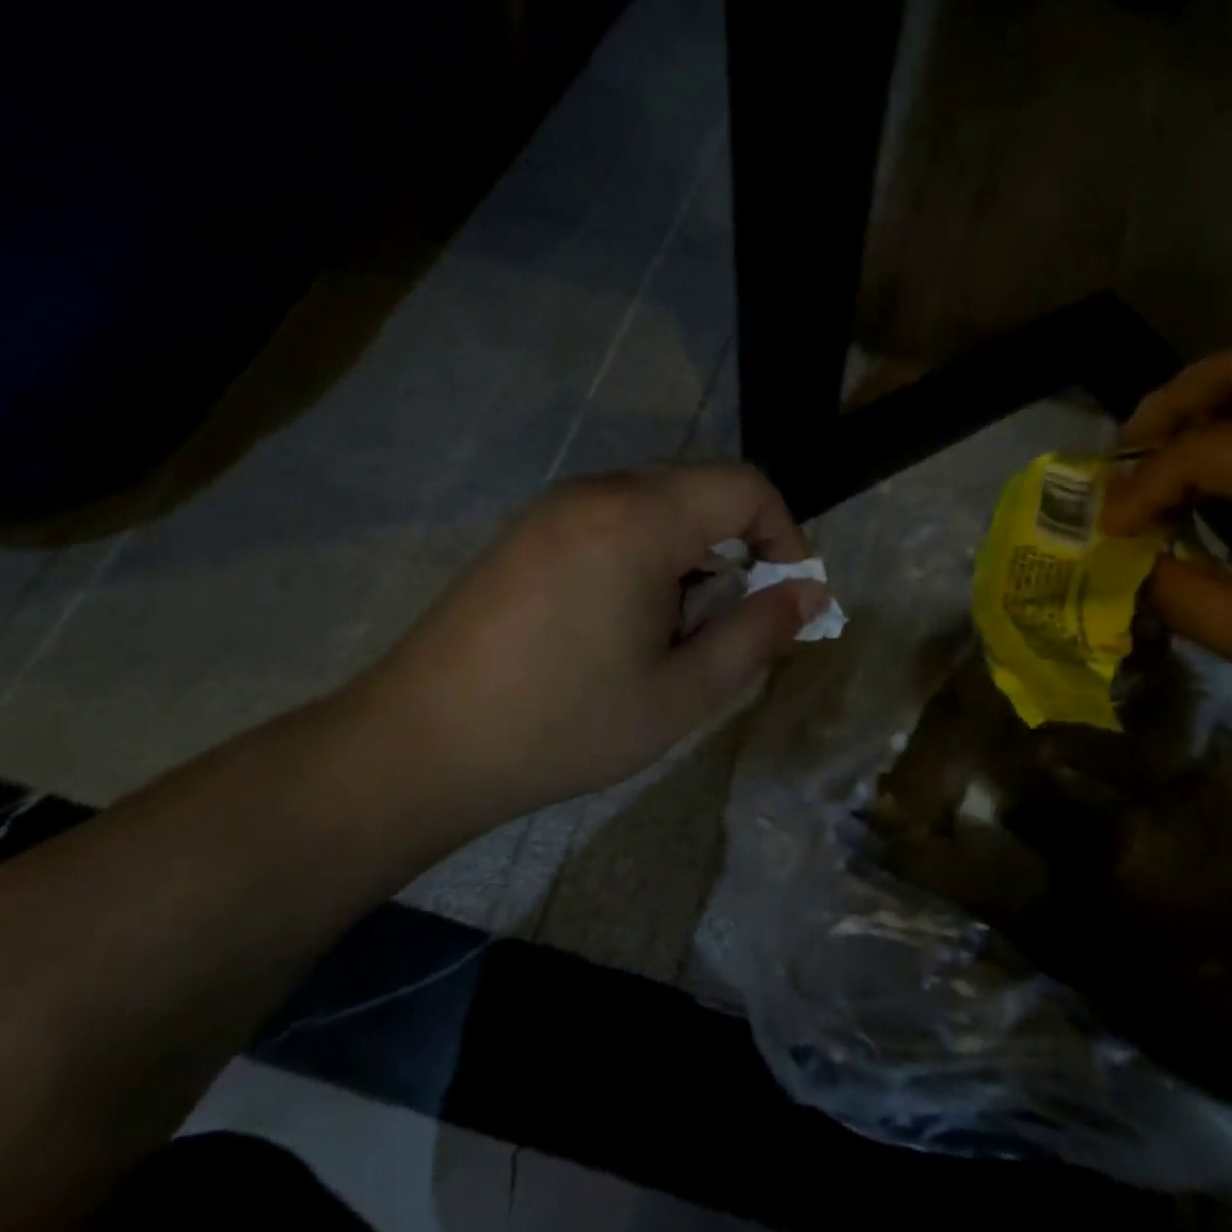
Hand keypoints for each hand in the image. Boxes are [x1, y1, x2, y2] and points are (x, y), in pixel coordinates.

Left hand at [348, 464, 827, 829]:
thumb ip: (758, 634)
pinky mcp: (528, 530)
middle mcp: (597, 492)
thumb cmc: (563, 724)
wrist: (419, 746)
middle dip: (738, 546)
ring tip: (672, 630)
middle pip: (702, 488)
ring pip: (658, 503)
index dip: (784, 533)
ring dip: (690, 553)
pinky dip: (646, 553)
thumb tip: (812, 593)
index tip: (786, 594)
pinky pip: (614, 517)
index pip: (745, 486)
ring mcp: (555, 507)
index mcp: (639, 519)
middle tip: (729, 620)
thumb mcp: (682, 692)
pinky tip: (621, 620)